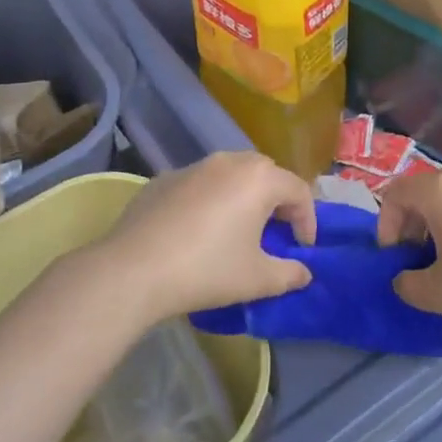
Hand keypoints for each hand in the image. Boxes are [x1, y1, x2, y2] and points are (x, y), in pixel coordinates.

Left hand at [97, 152, 315, 320]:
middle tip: (275, 234)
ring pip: (230, 174)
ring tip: (238, 230)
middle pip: (265, 174)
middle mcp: (228, 161)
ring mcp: (192, 167)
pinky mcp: (163, 179)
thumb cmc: (207, 270)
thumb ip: (289, 274)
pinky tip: (198, 231)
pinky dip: (209, 200)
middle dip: (277, 201)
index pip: (298, 190)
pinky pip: (199, 185)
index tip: (303, 249)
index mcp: (258, 179)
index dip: (308, 220)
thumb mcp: (258, 279)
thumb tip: (303, 273)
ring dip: (242, 197)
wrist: (134, 269)